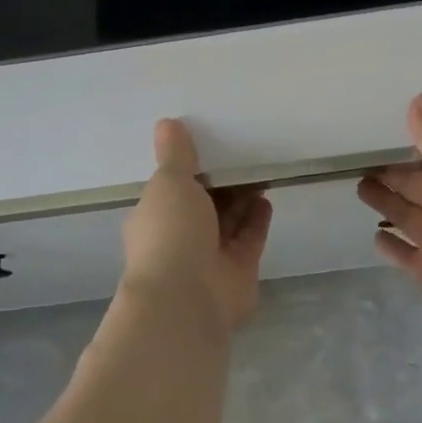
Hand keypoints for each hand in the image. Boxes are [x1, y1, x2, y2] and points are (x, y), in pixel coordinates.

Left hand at [122, 119, 271, 332]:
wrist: (186, 300)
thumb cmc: (170, 233)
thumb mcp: (169, 183)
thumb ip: (175, 155)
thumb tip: (166, 123)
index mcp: (155, 217)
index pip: (171, 188)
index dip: (190, 168)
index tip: (210, 143)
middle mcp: (180, 237)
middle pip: (204, 205)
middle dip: (221, 183)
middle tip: (243, 152)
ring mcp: (209, 257)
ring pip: (228, 222)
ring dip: (242, 199)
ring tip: (260, 168)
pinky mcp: (238, 271)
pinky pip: (249, 239)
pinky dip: (257, 219)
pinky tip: (266, 197)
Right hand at [357, 94, 421, 319]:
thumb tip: (421, 97)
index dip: (415, 150)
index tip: (388, 137)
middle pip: (419, 188)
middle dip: (394, 176)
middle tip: (364, 162)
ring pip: (408, 217)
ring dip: (387, 203)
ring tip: (359, 187)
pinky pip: (405, 255)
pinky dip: (391, 247)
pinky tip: (374, 236)